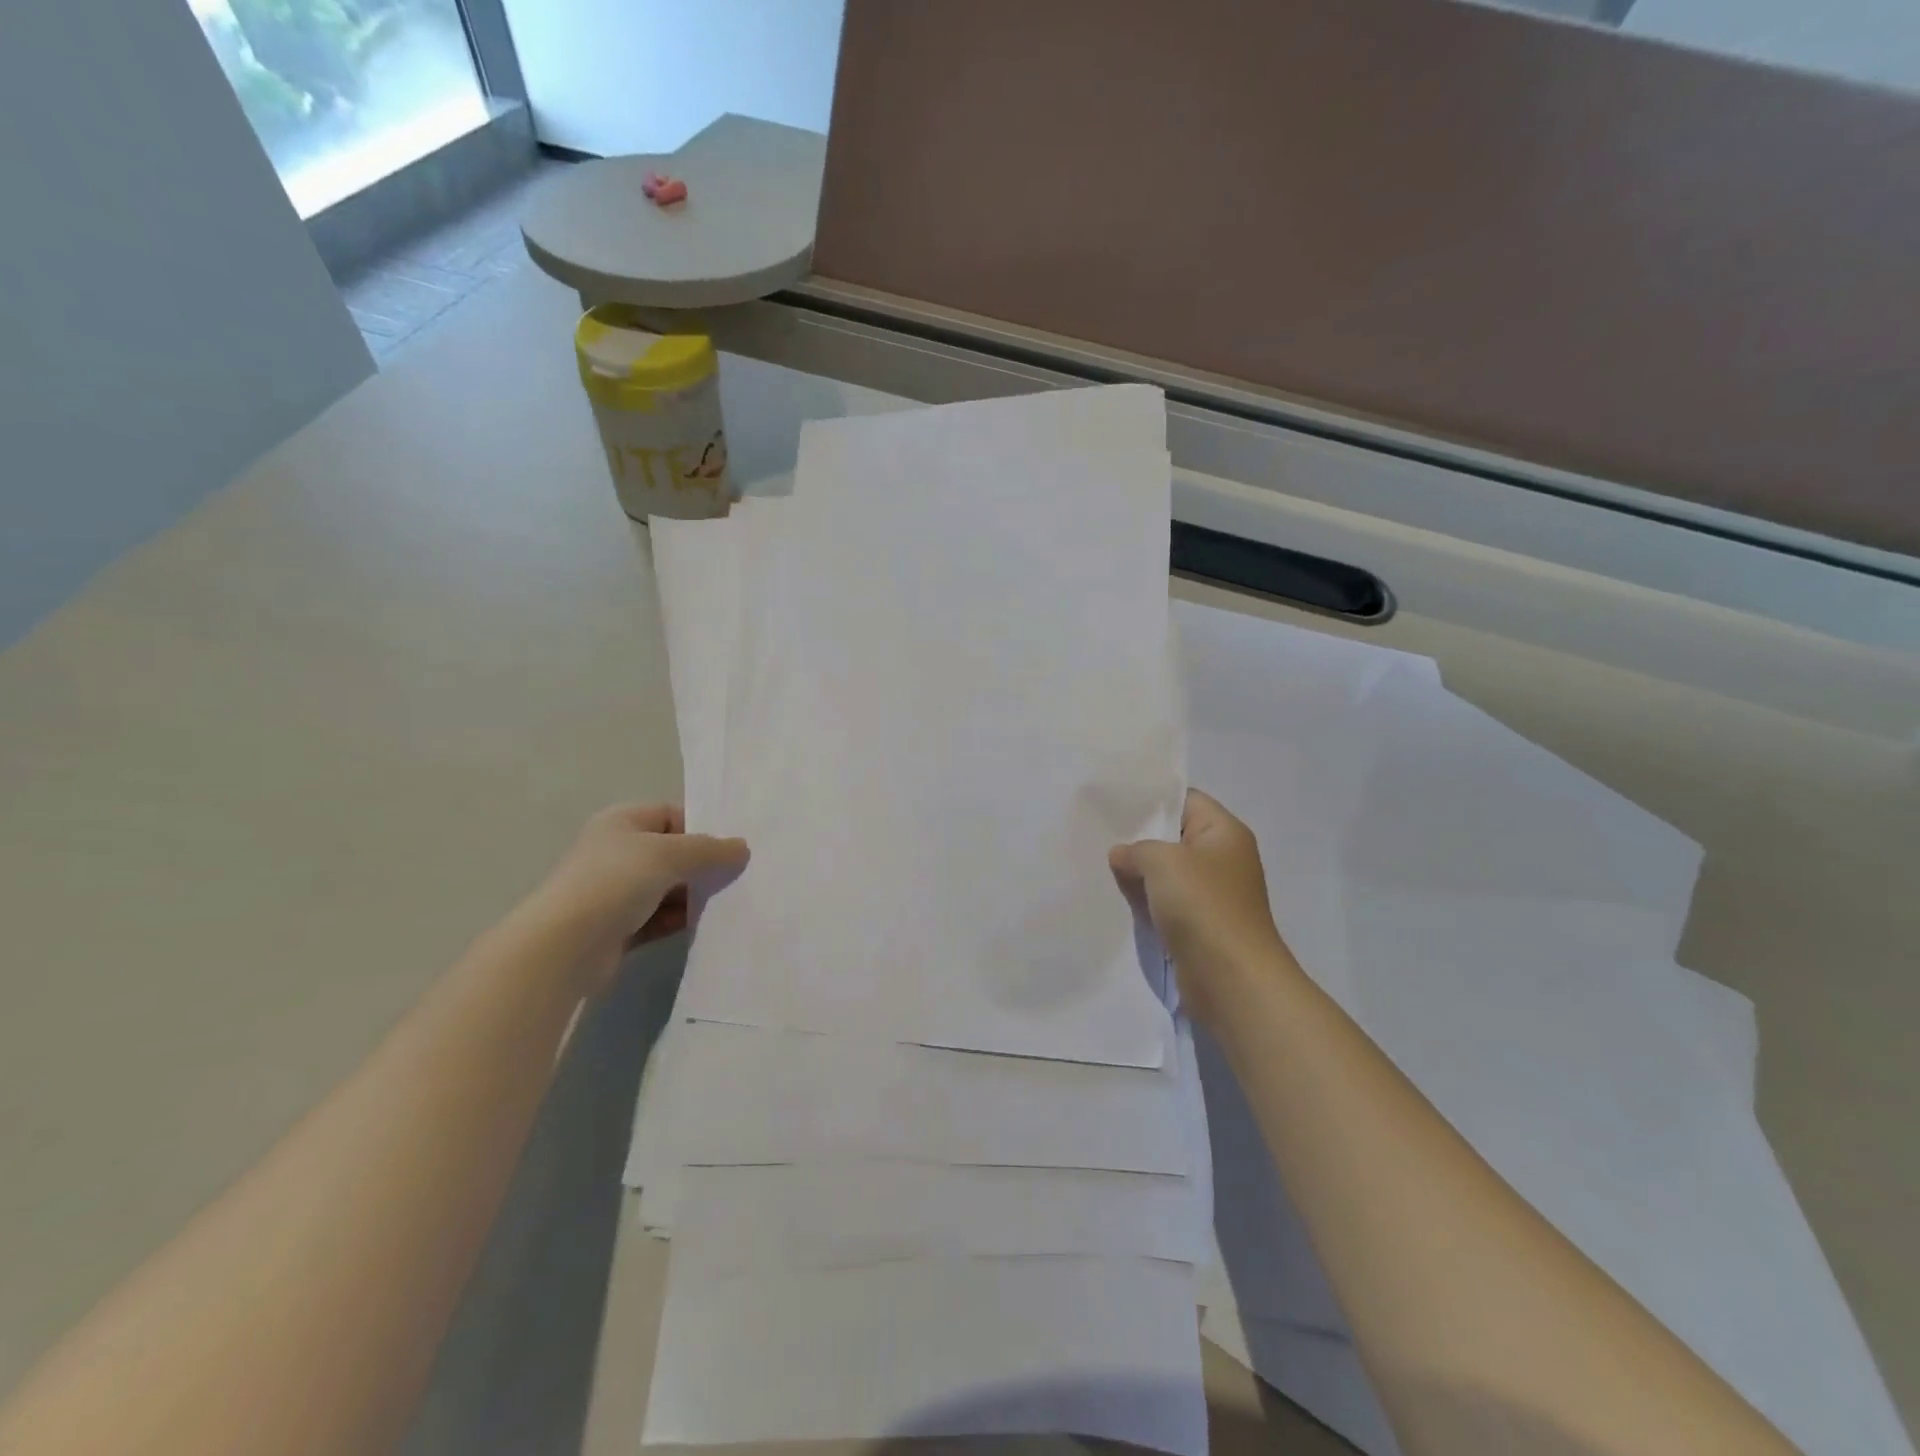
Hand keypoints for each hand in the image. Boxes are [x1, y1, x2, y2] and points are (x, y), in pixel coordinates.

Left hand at [530, 803, 748, 994]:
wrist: (564, 947)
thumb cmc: (614, 882)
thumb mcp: (669, 854)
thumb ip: (709, 850)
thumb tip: (742, 848)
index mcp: (623, 822)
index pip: (672, 814)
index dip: (703, 827)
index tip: (735, 846)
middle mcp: (617, 852)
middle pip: (673, 852)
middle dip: (704, 864)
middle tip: (740, 875)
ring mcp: (616, 891)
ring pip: (669, 887)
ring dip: (695, 894)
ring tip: (730, 901)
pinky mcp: (619, 927)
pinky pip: (660, 917)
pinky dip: (681, 919)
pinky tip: (706, 924)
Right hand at [1110, 790, 1298, 1025]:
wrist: (1232, 980)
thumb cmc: (1203, 907)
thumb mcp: (1162, 862)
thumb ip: (1135, 849)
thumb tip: (1121, 855)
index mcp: (1224, 832)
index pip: (1185, 799)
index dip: (1151, 798)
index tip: (1113, 800)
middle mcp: (1221, 859)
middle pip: (1172, 837)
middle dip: (1138, 837)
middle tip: (1096, 832)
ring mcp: (1211, 894)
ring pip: (1166, 873)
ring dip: (1138, 873)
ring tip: (1098, 863)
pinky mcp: (1199, 925)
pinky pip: (1165, 903)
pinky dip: (1144, 901)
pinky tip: (1116, 896)